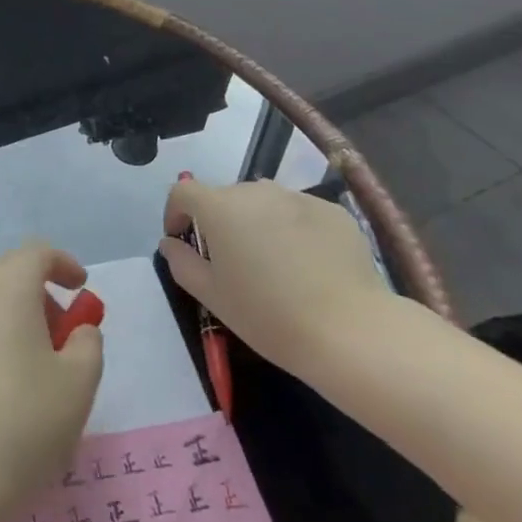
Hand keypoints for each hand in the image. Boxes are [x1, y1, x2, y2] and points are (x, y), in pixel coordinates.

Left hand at [0, 244, 104, 521]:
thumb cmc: (18, 423)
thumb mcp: (76, 386)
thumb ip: (88, 346)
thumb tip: (78, 329)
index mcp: (7, 285)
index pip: (37, 252)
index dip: (64, 265)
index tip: (81, 289)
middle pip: (6, 272)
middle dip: (37, 292)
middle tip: (60, 333)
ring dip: (13, 319)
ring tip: (37, 370)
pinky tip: (4, 393)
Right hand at [157, 178, 387, 375]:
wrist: (350, 330)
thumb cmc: (268, 315)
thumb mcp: (212, 296)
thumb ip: (182, 263)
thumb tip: (171, 243)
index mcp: (220, 208)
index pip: (183, 192)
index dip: (175, 213)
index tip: (183, 241)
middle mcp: (256, 191)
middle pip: (225, 196)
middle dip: (219, 221)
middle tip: (230, 261)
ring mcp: (297, 197)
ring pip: (264, 202)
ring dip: (256, 222)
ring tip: (271, 261)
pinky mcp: (332, 211)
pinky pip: (299, 212)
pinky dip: (293, 229)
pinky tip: (308, 265)